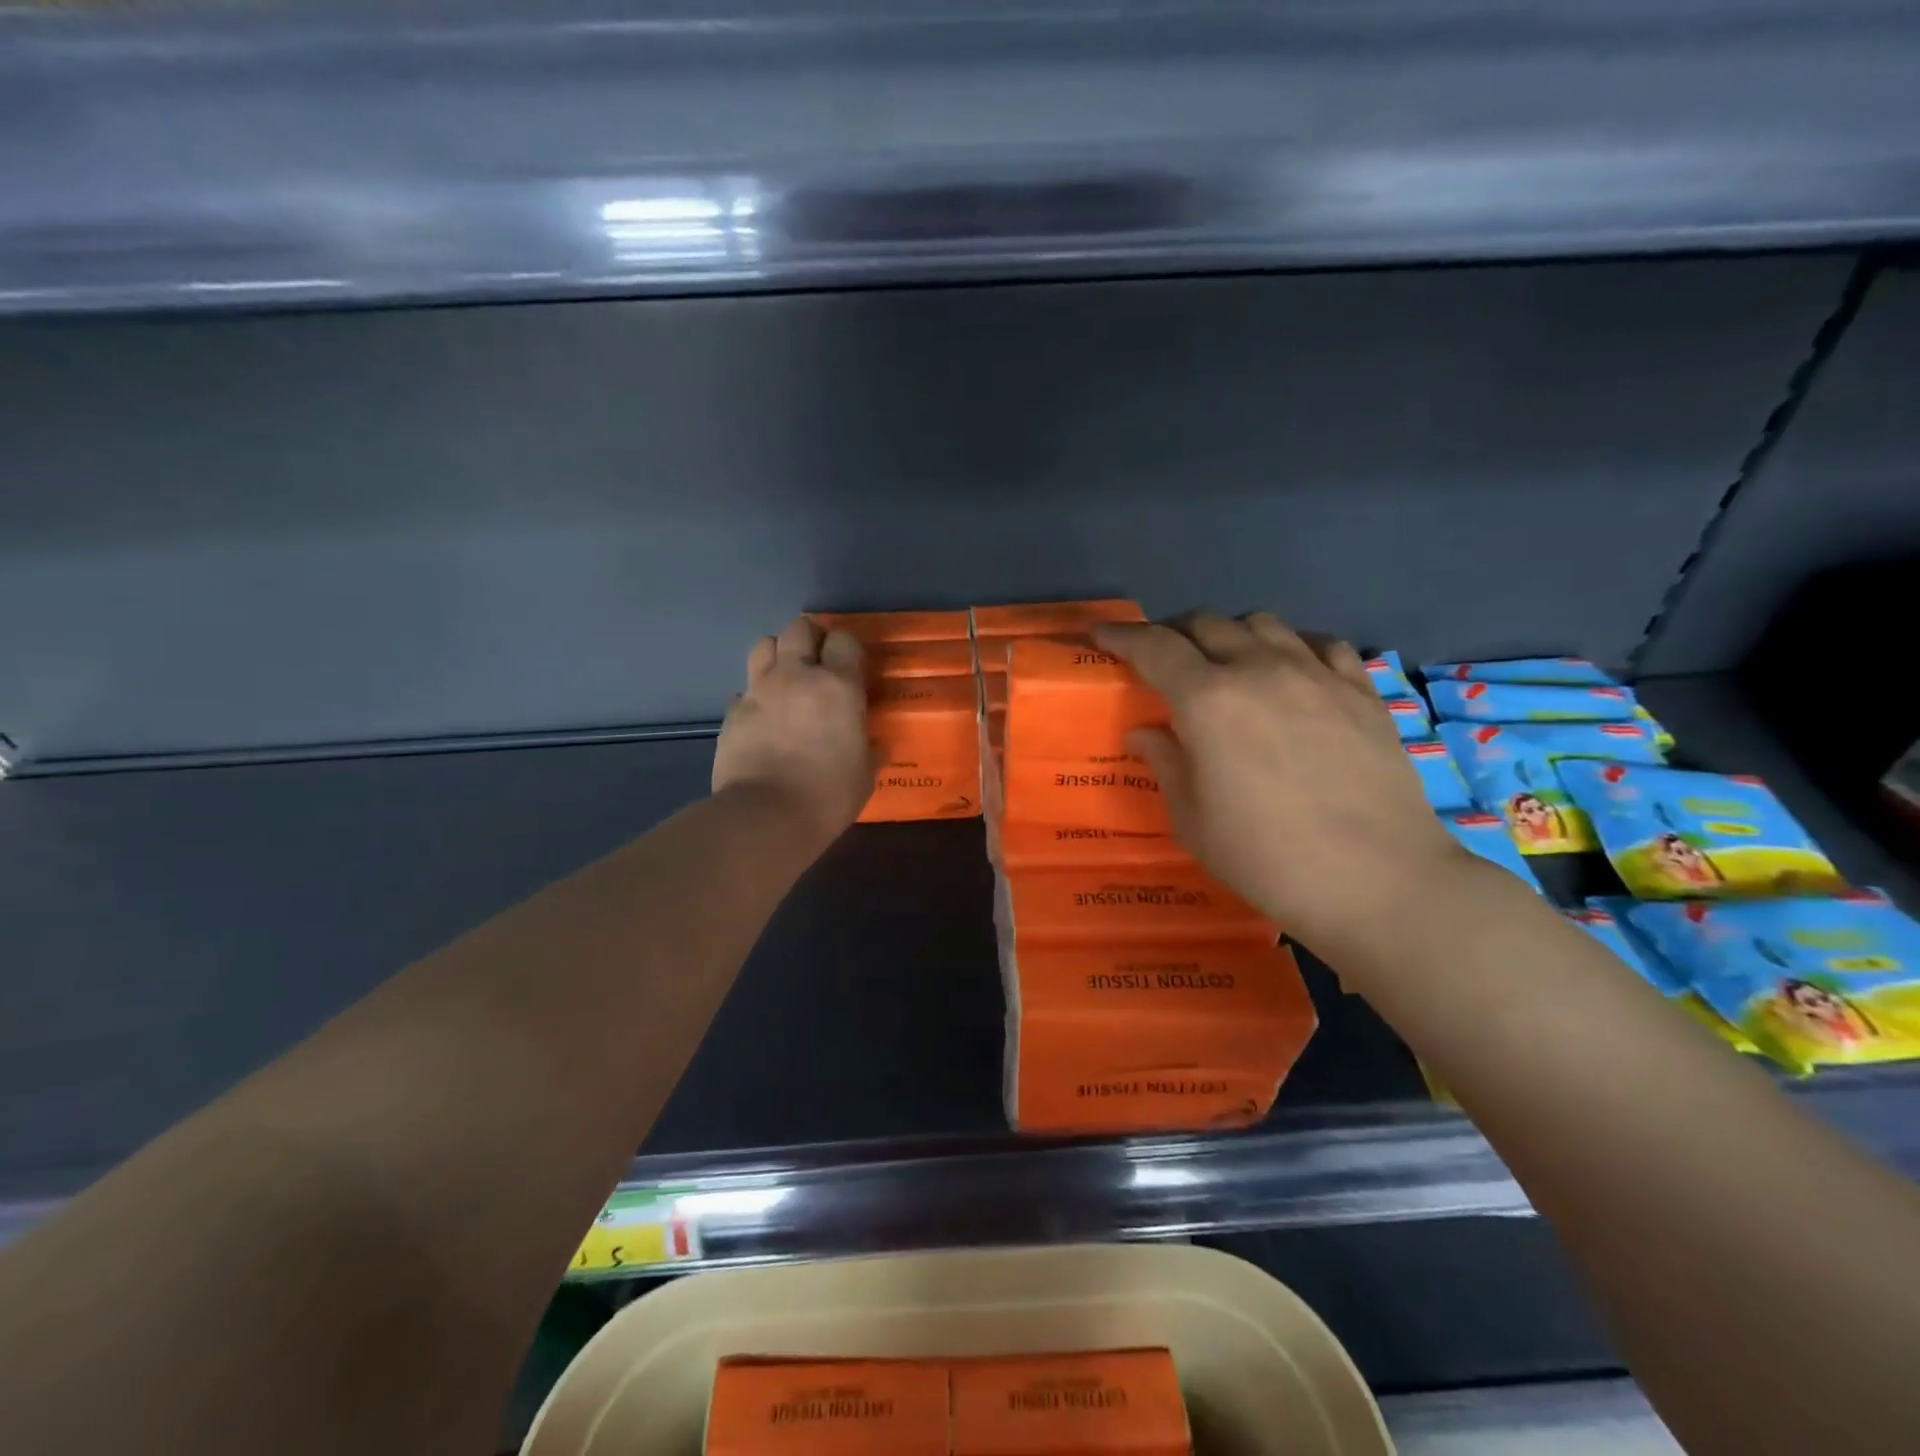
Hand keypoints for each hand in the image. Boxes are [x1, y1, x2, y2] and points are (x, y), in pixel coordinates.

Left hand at [712, 618, 875, 846]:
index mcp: (838, 686)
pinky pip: (744, 689)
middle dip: (810, 638)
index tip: (852, 666)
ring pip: (763, 645)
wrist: (765, 817)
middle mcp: (796, 676)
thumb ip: (868, 749)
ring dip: (778, 654)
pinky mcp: (732, 712)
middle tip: (818, 661)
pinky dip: (755, 696)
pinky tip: (763, 717)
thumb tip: (873, 745)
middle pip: (799, 628)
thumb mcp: (864, 773)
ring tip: (786, 677)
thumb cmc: (828, 795)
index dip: (848, 648)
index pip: (844, 640)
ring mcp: (759, 691)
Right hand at [1094, 612, 1465, 954]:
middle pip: (1207, 624)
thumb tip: (1144, 732)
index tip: (1103, 636)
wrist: (1376, 880)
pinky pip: (1320, 643)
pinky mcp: (1361, 689)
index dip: (1123, 636)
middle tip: (1163, 659)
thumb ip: (1166, 763)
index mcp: (1208, 701)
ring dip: (1231, 634)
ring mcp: (1317, 674)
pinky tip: (1291, 671)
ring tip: (1226, 662)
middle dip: (1174, 633)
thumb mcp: (1192, 820)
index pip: (1154, 647)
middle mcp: (1260, 670)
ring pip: (1263, 623)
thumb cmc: (1266, 857)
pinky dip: (1292, 646)